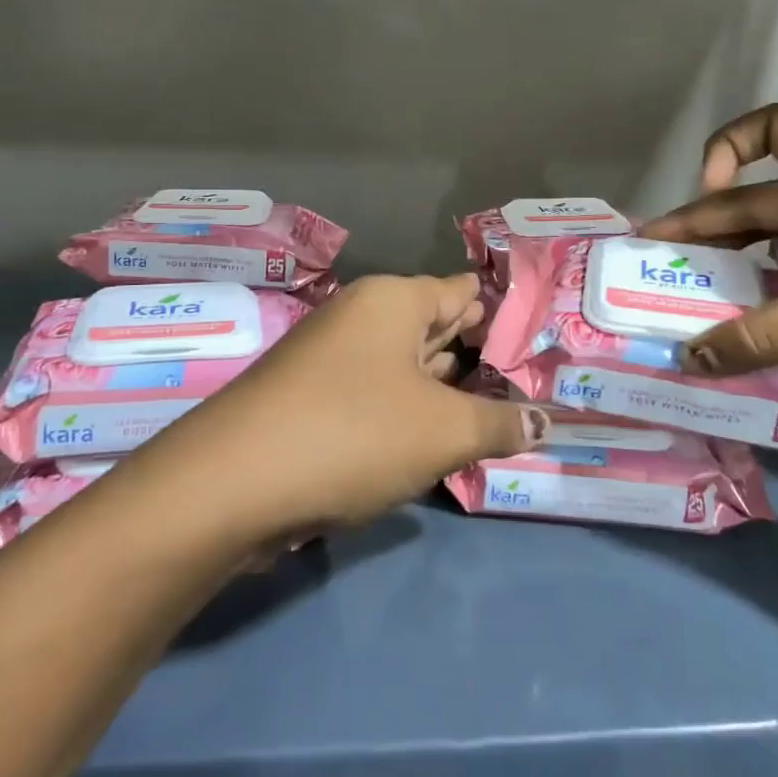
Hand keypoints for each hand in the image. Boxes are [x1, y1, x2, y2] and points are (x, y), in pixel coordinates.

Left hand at [151, 274, 544, 537]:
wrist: (232, 484)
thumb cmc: (353, 433)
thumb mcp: (442, 431)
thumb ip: (499, 423)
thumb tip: (545, 421)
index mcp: (393, 301)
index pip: (461, 292)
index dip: (499, 313)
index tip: (537, 336)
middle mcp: (360, 319)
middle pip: (432, 326)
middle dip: (475, 352)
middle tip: (528, 376)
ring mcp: (331, 359)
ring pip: (403, 365)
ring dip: (442, 387)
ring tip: (493, 406)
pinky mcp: (312, 401)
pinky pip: (375, 396)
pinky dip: (406, 412)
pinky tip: (432, 437)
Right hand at [638, 104, 777, 401]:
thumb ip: (764, 334)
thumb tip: (687, 358)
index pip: (774, 128)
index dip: (729, 149)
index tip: (707, 191)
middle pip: (758, 203)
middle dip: (705, 230)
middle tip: (652, 263)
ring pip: (776, 251)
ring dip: (734, 275)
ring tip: (687, 305)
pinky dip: (770, 306)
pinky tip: (745, 336)